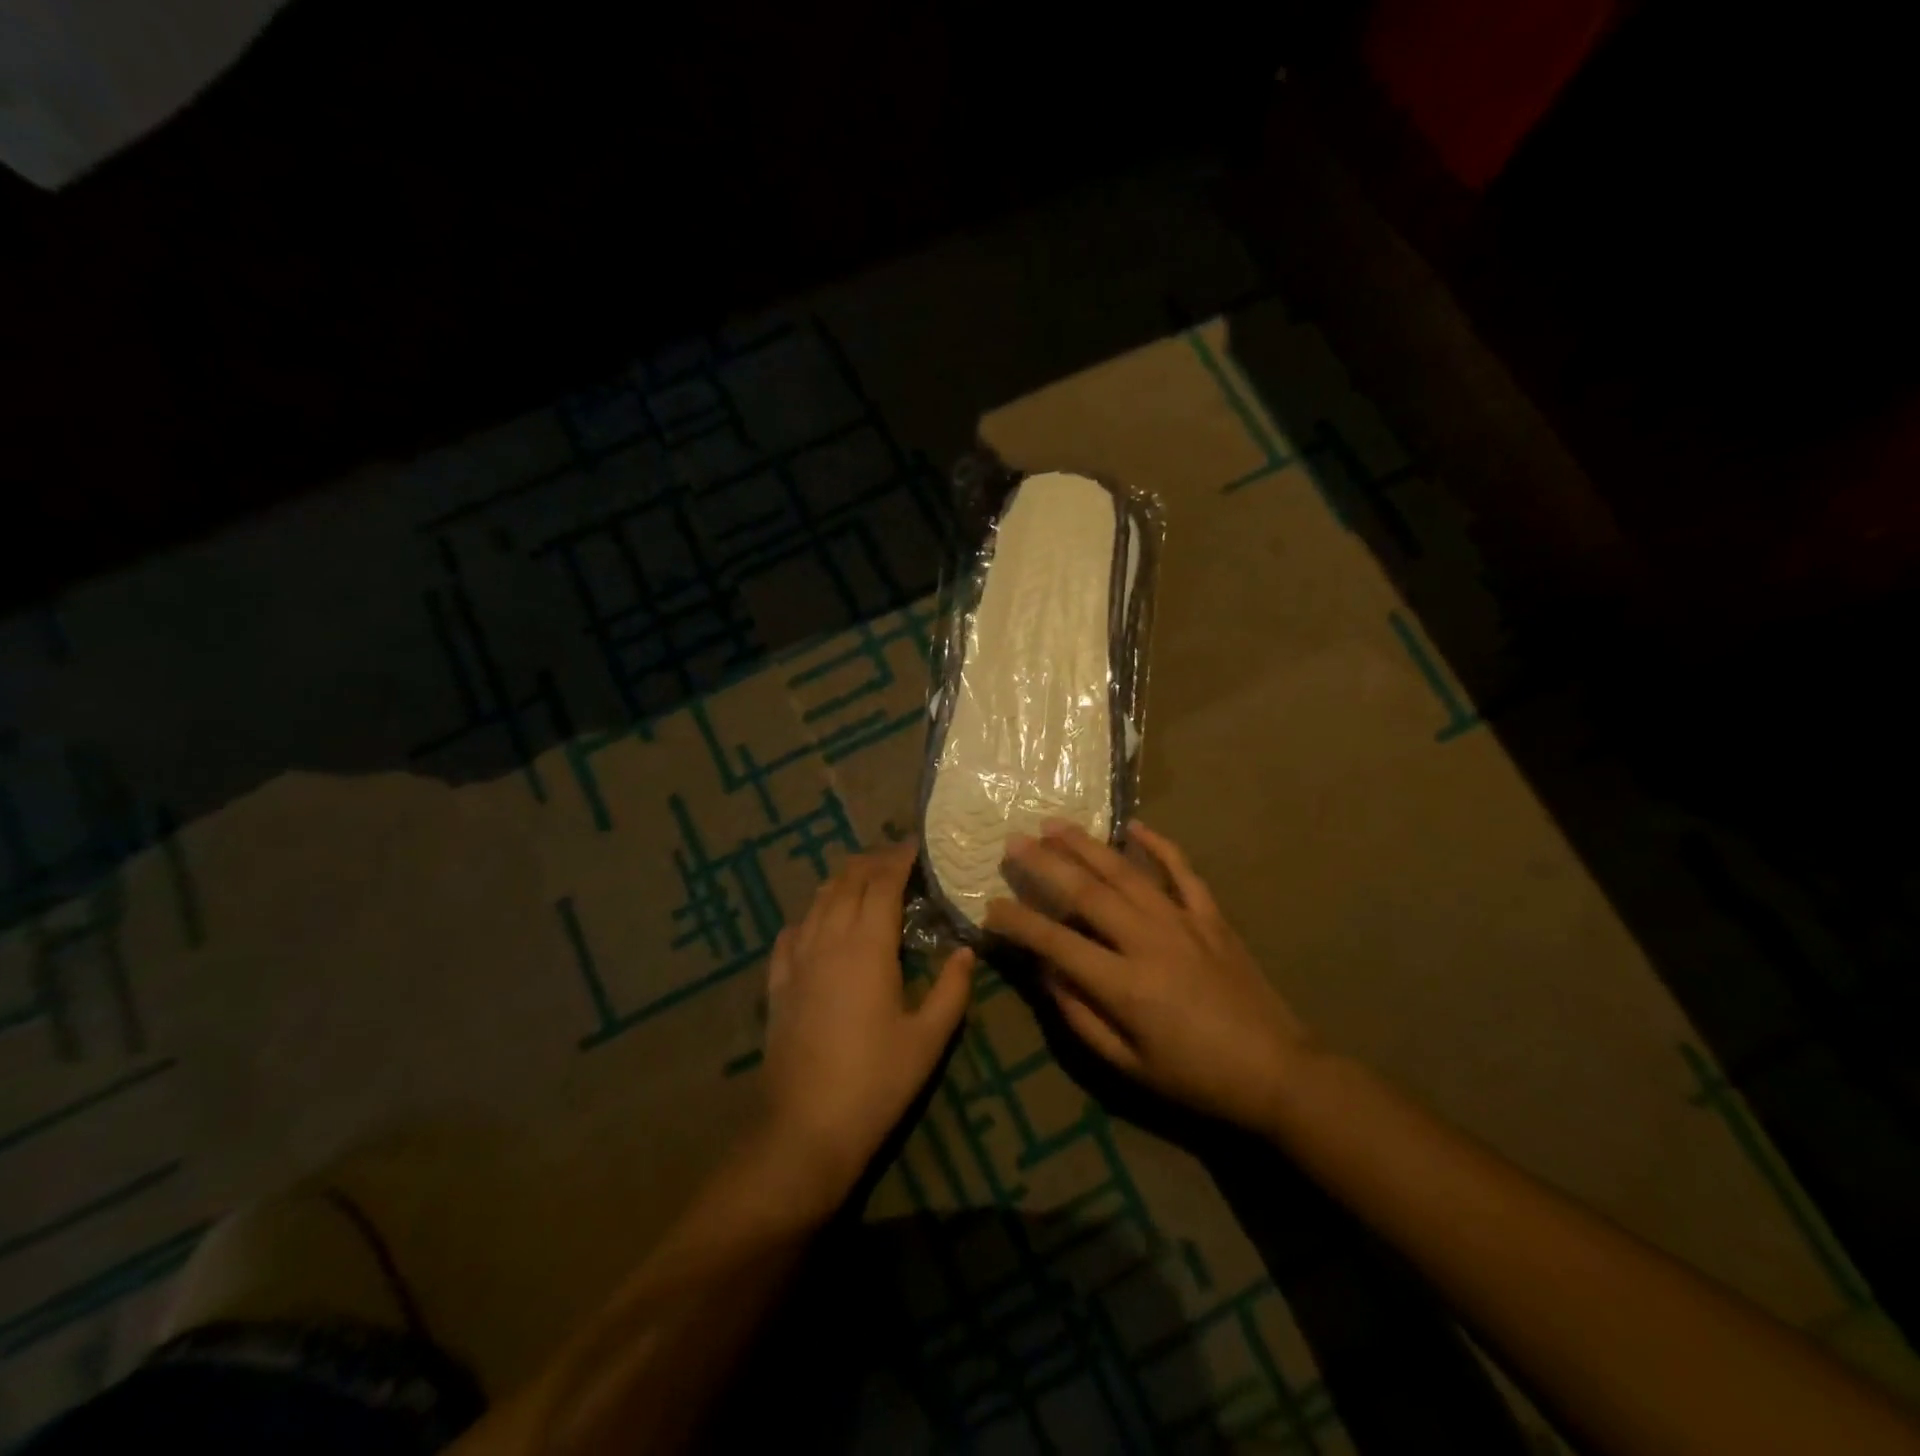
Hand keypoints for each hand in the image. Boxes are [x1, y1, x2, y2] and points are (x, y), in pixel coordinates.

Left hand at [762, 842, 974, 1198]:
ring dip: (840, 881)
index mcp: (869, 946)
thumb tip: (966, 951)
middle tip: (894, 856)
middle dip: (871, 862)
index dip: (899, 859)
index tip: (916, 845)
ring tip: (860, 877)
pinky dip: (808, 916)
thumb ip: (951, 990)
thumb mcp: (928, 1039)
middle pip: (847, 882)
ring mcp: (798, 960)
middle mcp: (830, 939)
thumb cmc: (876, 1081)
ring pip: (817, 901)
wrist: (804, 1126)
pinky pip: (790, 934)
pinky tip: (814, 922)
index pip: (883, 884)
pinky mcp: (778, 984)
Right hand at [985, 821, 1317, 1132]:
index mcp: (1125, 985)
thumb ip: (1081, 1017)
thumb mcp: (1129, 1066)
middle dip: (1045, 864)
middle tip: (1013, 842)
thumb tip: (1046, 973)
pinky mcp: (1210, 916)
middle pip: (1087, 892)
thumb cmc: (1196, 1078)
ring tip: (1054, 825)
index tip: (991, 906)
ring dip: (1087, 846)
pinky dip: (1158, 845)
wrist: (1278, 1072)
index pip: (1056, 942)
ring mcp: (1183, 922)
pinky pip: (1182, 871)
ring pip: (1126, 872)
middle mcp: (1149, 941)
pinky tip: (1134, 826)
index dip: (1019, 922)